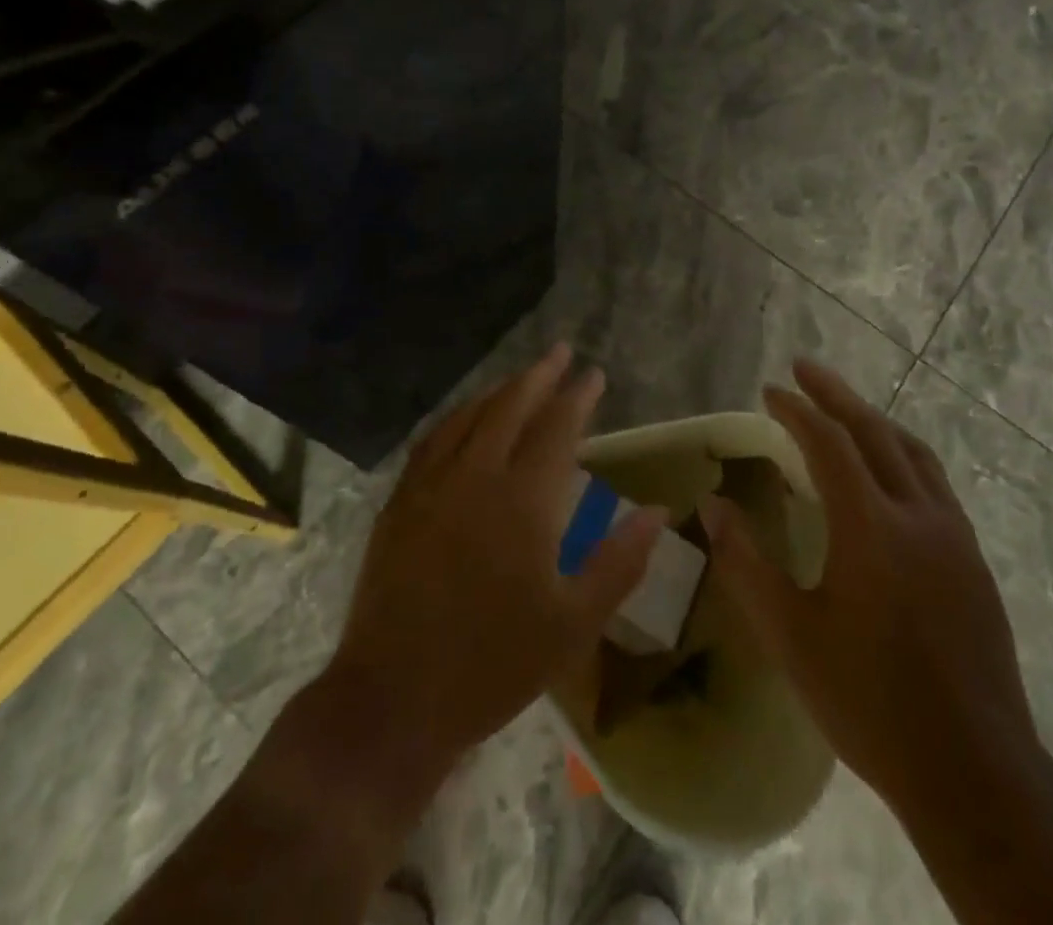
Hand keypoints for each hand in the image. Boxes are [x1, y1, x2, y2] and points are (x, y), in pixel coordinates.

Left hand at [331, 343, 666, 768]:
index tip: (594, 375)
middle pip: (509, 408)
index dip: (577, 398)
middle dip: (539, 376)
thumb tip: (658, 511)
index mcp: (522, 502)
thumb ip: (619, 562)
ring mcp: (430, 485)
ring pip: (468, 417)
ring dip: (498, 391)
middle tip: (560, 352)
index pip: (556, 429)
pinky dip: (458, 417)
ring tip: (521, 377)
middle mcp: (474, 477)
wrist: (394, 699)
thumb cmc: (493, 666)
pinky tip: (465, 419)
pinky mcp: (400, 502)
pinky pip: (433, 440)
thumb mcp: (573, 624)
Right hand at [698, 358, 1038, 808]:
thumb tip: (714, 505)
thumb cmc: (869, 700)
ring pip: (913, 453)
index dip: (795, 410)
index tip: (768, 391)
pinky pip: (934, 483)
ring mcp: (954, 537)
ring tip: (843, 408)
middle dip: (835, 395)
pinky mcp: (972, 562)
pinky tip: (887, 473)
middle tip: (804, 368)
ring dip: (874, 420)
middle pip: (875, 432)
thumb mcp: (790, 634)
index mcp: (871, 528)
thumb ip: (746, 562)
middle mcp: (918, 516)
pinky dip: (901, 455)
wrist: (975, 772)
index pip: (829, 443)